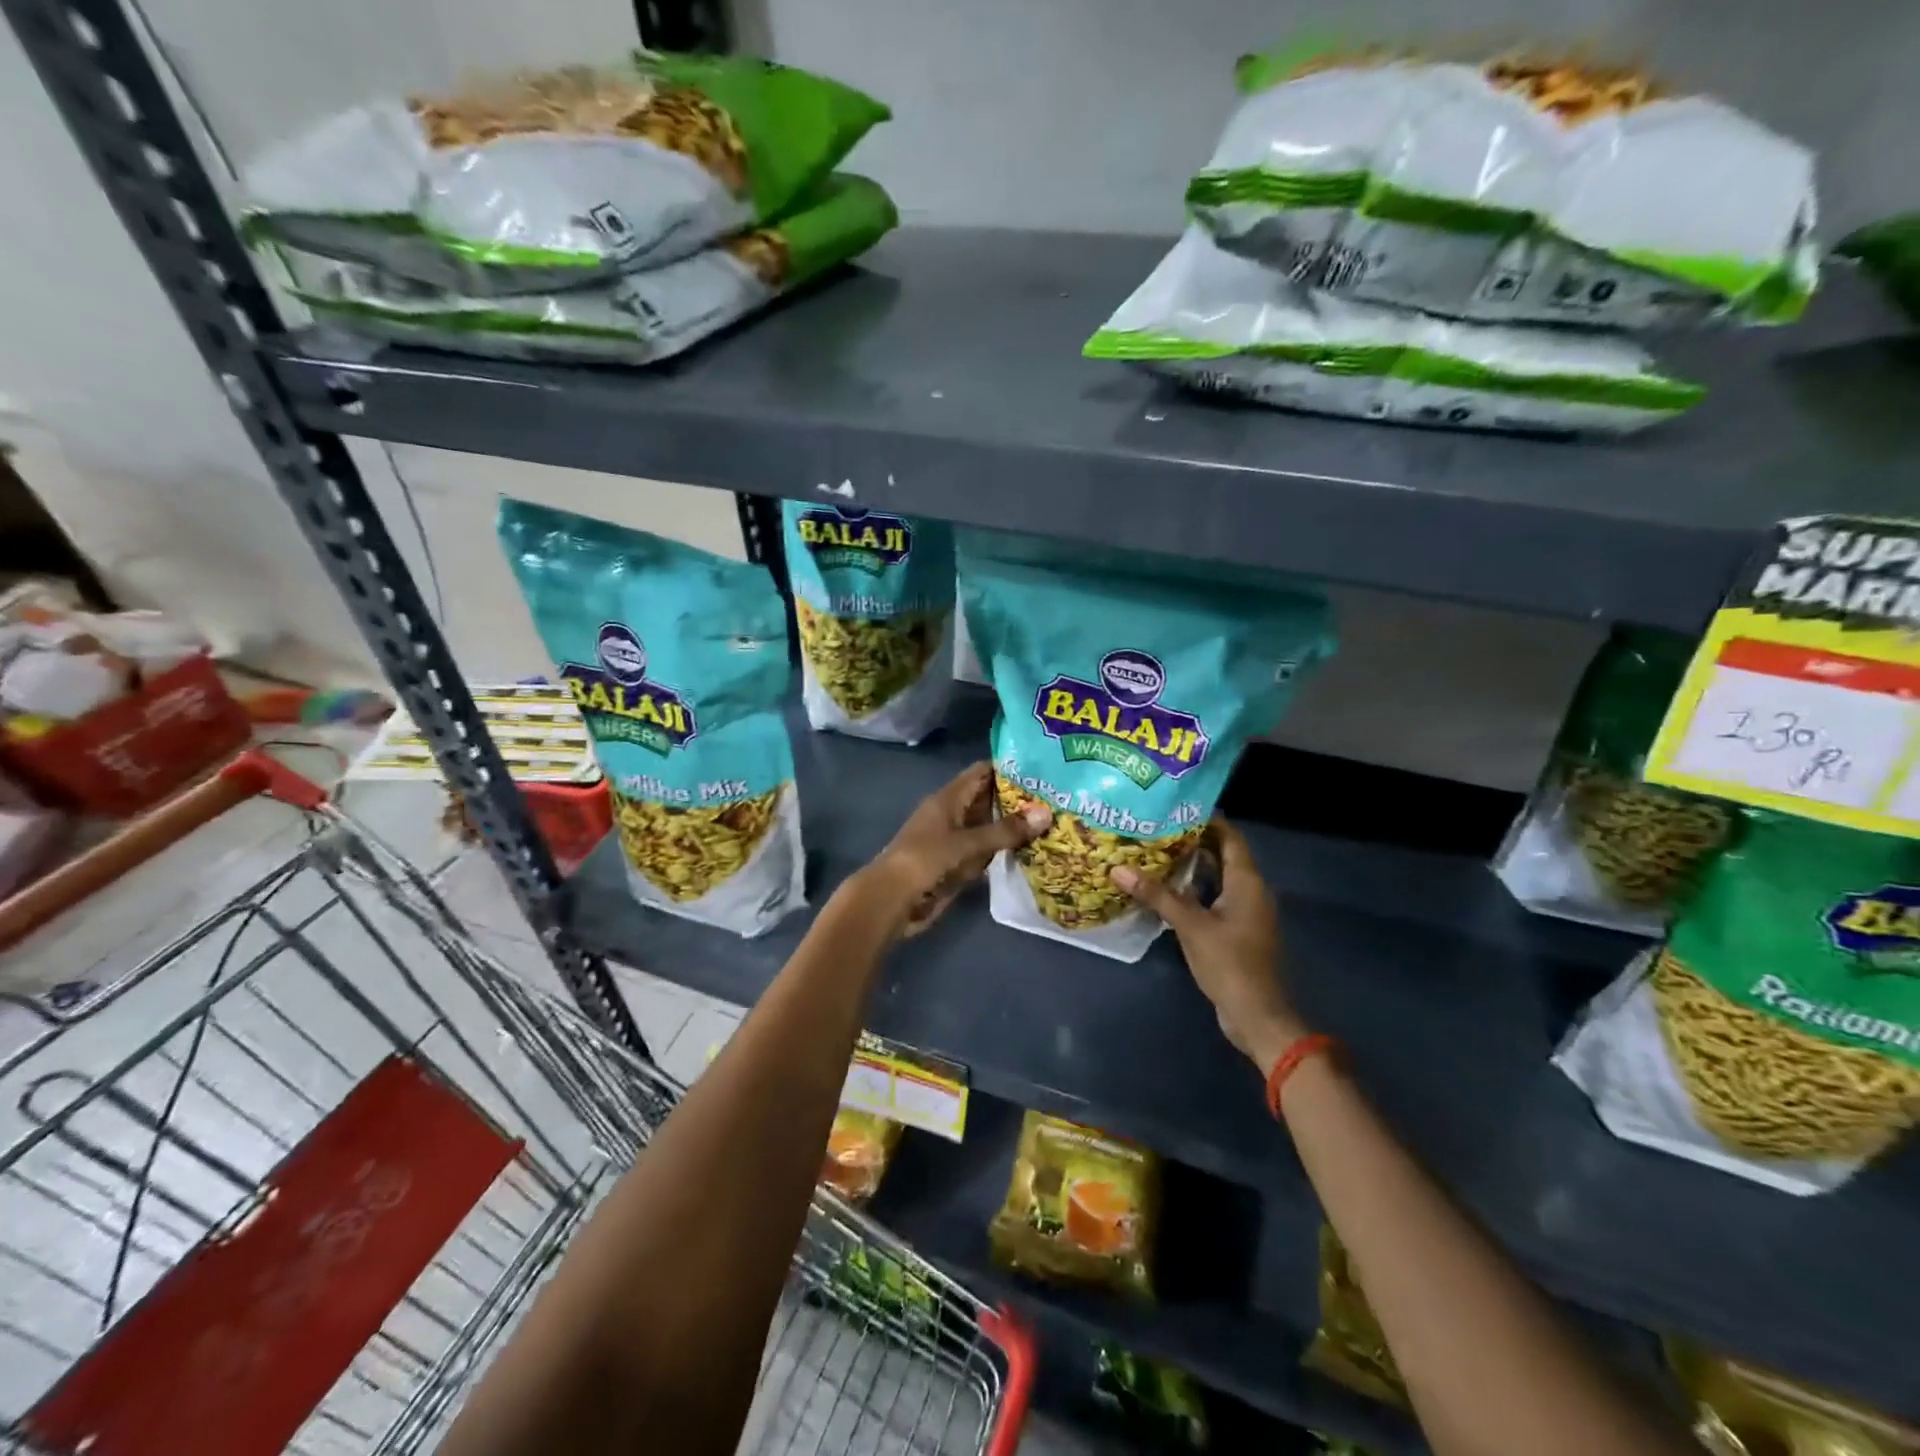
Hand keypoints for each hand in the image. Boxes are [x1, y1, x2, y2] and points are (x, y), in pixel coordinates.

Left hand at [849, 762, 1051, 939]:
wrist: (892, 901)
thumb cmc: (924, 861)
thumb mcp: (966, 843)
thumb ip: (1005, 830)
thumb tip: (1046, 813)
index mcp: (949, 799)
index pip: (982, 773)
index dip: (1009, 768)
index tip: (1042, 768)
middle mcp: (953, 815)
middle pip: (989, 800)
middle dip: (1018, 800)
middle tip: (1057, 798)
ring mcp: (955, 841)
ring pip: (990, 828)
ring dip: (1014, 828)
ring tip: (1054, 822)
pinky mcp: (958, 866)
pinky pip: (986, 853)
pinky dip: (1005, 852)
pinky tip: (1032, 853)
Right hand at [1110, 818, 1303, 1069]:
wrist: (1255, 1013)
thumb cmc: (1228, 962)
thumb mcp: (1189, 925)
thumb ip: (1156, 895)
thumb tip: (1118, 868)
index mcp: (1246, 881)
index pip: (1230, 837)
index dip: (1207, 819)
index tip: (1175, 807)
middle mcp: (1251, 890)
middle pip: (1223, 854)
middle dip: (1193, 840)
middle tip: (1156, 827)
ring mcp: (1245, 912)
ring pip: (1218, 877)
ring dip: (1192, 866)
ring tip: (1156, 852)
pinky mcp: (1237, 930)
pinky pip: (1215, 897)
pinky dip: (1194, 889)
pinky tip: (1166, 889)